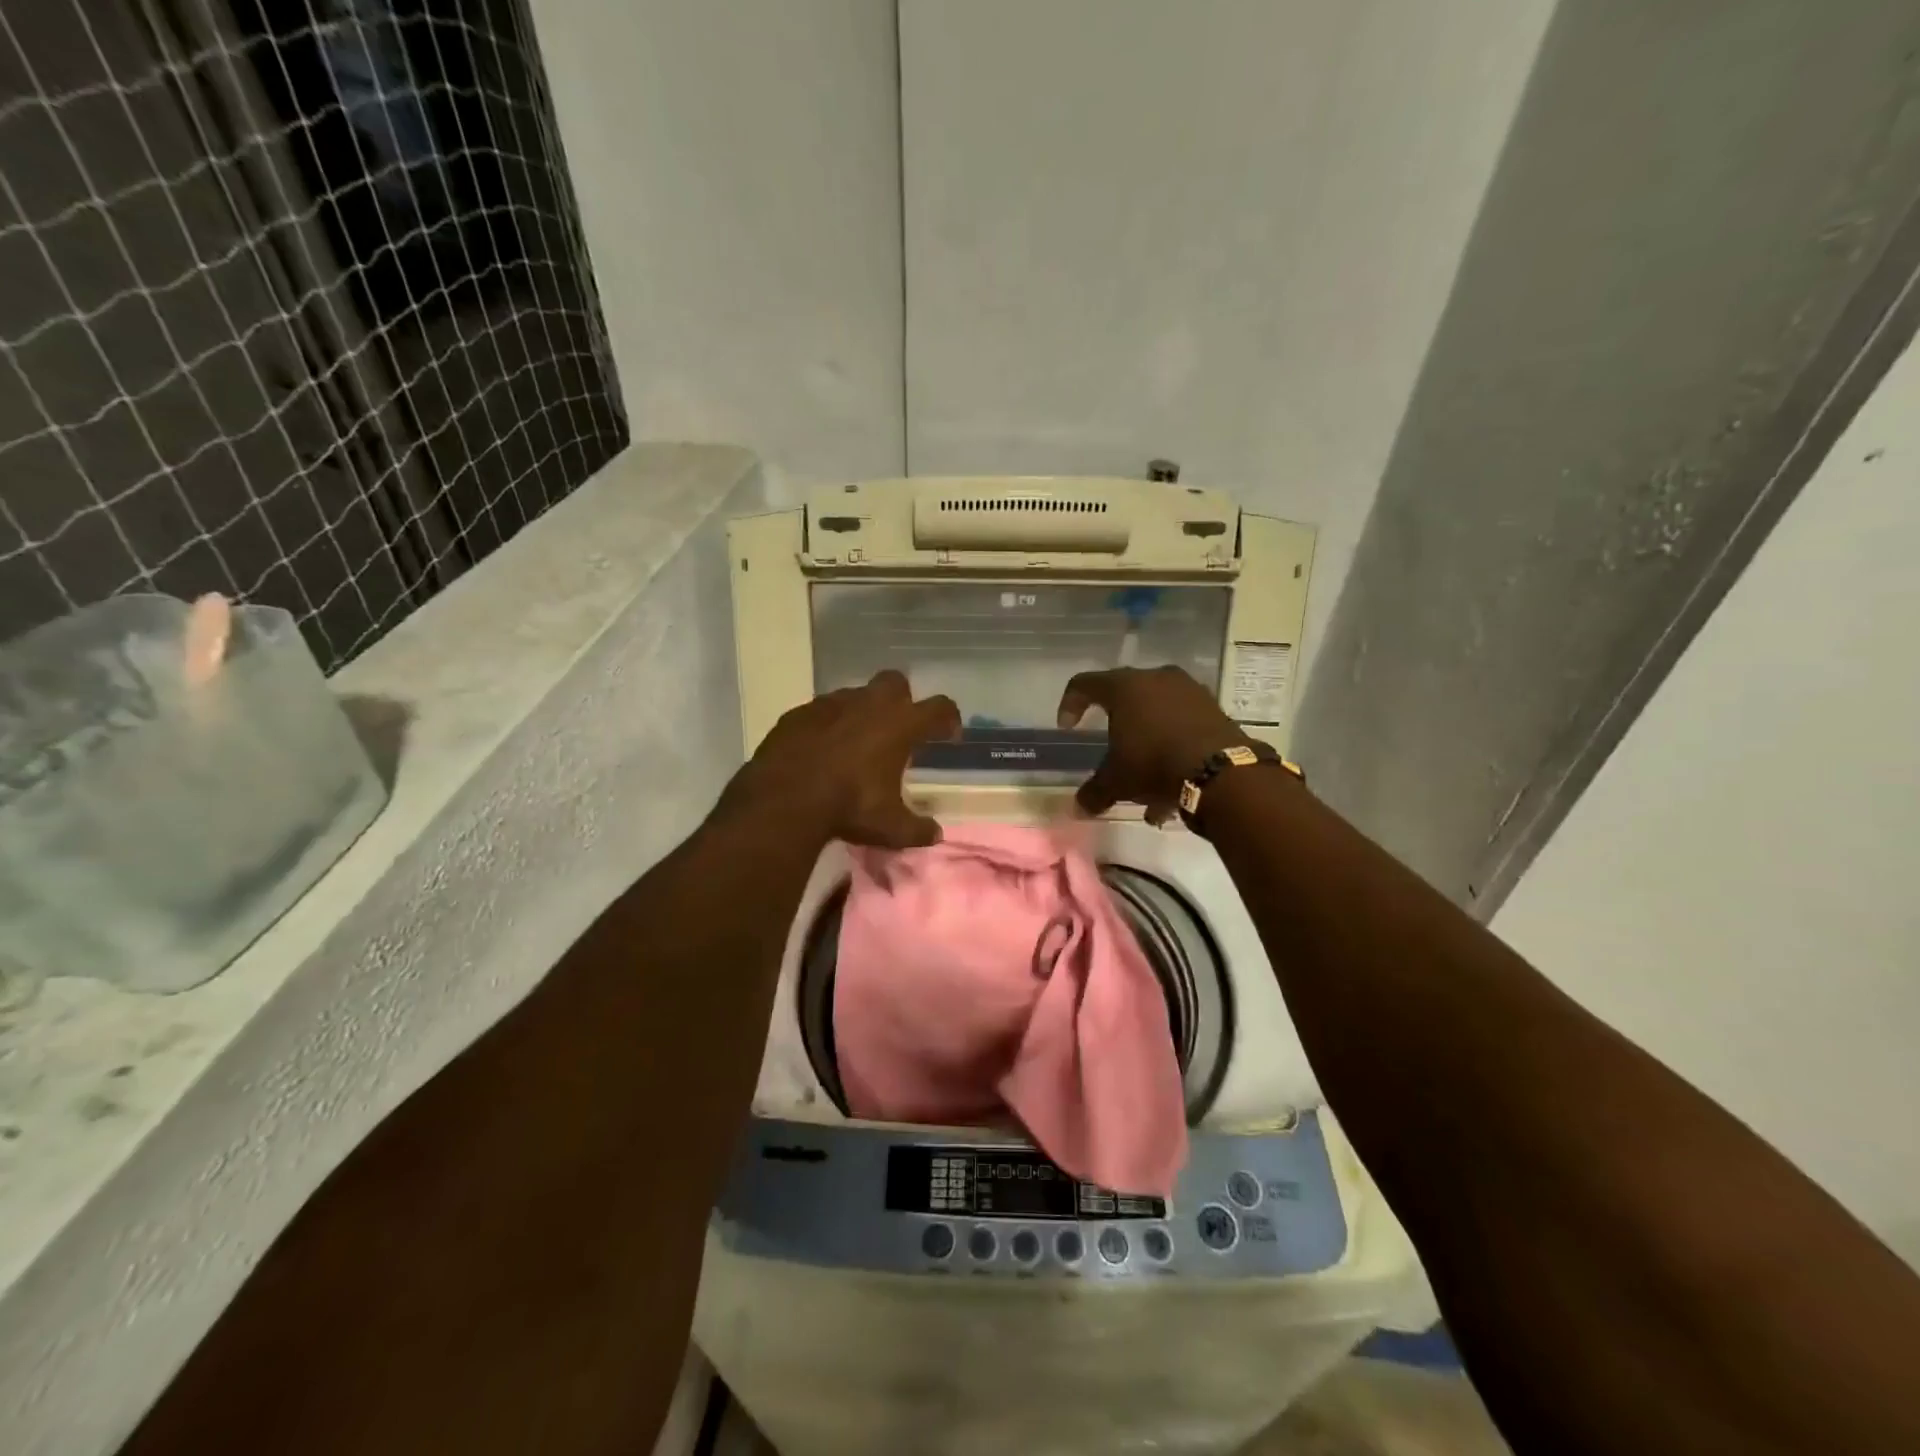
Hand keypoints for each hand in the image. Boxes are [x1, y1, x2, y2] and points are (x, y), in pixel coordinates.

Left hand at [721, 670, 960, 847]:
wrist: (783, 800)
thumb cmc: (849, 807)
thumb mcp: (891, 828)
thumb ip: (917, 829)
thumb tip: (935, 834)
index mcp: (899, 725)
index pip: (938, 708)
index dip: (948, 718)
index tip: (949, 734)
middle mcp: (868, 705)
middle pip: (895, 683)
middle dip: (902, 700)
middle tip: (899, 729)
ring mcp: (829, 705)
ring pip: (854, 695)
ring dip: (861, 713)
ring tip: (856, 744)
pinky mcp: (798, 714)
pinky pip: (820, 712)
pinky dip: (827, 726)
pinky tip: (821, 750)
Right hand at [1057, 665, 1251, 821]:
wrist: (1221, 772)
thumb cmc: (1154, 764)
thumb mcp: (1116, 782)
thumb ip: (1094, 792)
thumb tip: (1079, 807)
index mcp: (1124, 687)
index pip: (1085, 684)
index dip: (1070, 704)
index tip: (1068, 727)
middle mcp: (1156, 678)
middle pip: (1125, 696)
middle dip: (1116, 725)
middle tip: (1111, 750)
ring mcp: (1189, 690)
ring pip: (1157, 712)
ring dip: (1147, 740)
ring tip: (1144, 779)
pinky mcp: (1214, 708)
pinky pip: (1182, 723)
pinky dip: (1172, 745)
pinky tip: (1171, 782)